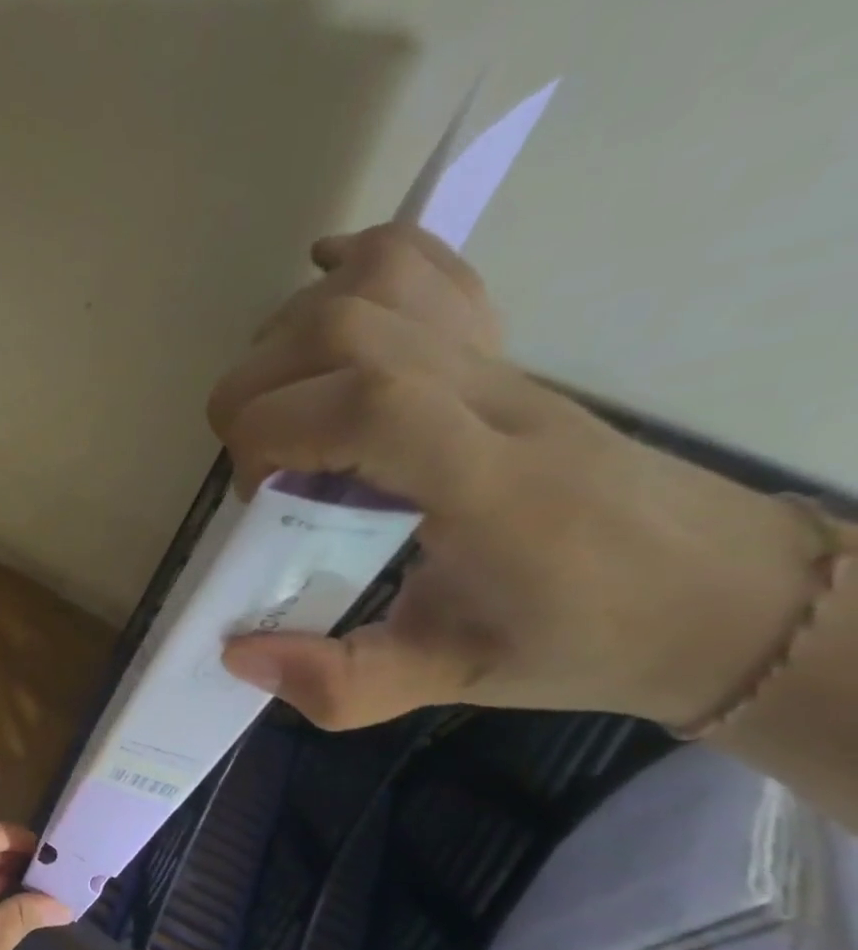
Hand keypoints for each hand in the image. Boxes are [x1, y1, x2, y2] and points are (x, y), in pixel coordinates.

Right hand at [207, 224, 823, 730]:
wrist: (714, 592)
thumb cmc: (580, 638)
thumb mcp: (453, 682)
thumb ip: (343, 684)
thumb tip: (235, 654)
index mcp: (488, 484)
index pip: (365, 403)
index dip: (273, 431)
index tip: (259, 495)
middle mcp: (492, 401)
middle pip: (347, 330)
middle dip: (256, 389)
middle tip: (258, 468)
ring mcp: (500, 363)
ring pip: (372, 289)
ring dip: (287, 338)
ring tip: (276, 410)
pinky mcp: (499, 351)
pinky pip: (422, 269)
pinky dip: (354, 265)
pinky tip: (318, 291)